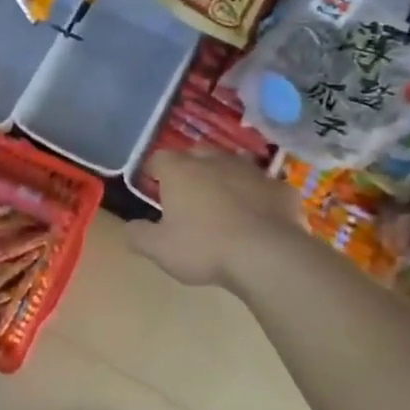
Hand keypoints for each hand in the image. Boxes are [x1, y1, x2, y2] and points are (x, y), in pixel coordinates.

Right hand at [126, 150, 305, 289]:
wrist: (267, 255)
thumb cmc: (205, 248)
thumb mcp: (159, 249)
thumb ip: (138, 235)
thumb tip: (129, 227)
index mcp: (181, 171)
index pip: (159, 158)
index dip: (153, 170)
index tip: (152, 186)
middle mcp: (215, 161)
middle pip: (196, 153)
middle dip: (190, 167)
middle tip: (187, 192)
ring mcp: (252, 171)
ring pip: (233, 164)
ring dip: (225, 176)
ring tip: (223, 200)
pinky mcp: (280, 188)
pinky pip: (265, 186)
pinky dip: (258, 196)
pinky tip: (259, 215)